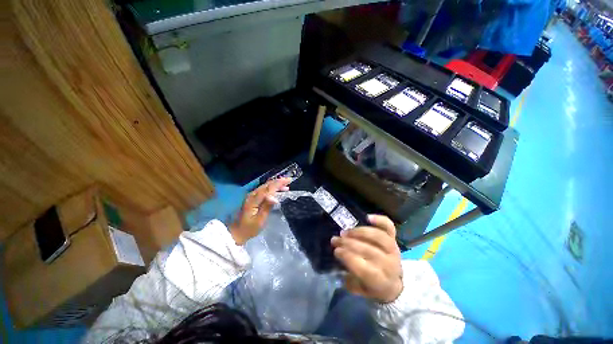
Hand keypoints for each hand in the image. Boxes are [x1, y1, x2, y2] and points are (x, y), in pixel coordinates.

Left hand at [229, 178, 290, 244]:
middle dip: (278, 181)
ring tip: (286, 186)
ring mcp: (252, 195)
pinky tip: (277, 190)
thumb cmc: (249, 228)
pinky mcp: (253, 198)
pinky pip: (264, 189)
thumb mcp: (260, 220)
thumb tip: (275, 198)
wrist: (236, 232)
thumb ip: (267, 207)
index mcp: (254, 200)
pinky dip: (272, 188)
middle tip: (289, 181)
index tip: (288, 180)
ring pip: (265, 186)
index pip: (268, 188)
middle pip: (267, 185)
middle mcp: (252, 195)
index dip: (278, 183)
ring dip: (276, 184)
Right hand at [331, 214, 402, 302]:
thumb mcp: (361, 291)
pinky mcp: (395, 239)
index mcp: (381, 282)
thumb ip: (349, 279)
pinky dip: (380, 220)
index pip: (364, 268)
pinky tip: (367, 217)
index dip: (348, 258)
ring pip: (378, 237)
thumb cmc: (374, 287)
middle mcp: (390, 265)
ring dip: (359, 232)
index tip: (336, 250)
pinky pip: (389, 227)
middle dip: (348, 243)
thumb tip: (339, 257)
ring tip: (346, 232)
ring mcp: (393, 250)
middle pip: (368, 251)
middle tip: (336, 239)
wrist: (395, 284)